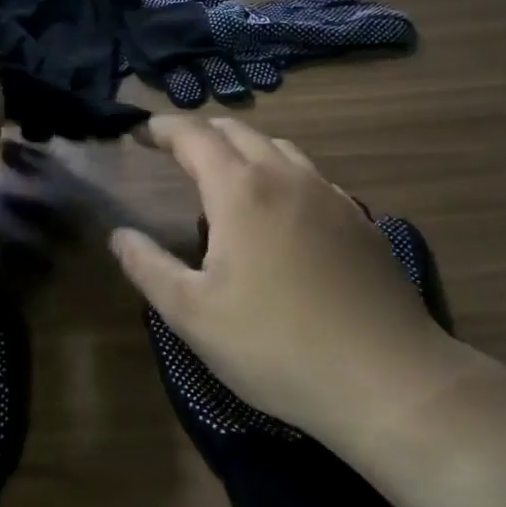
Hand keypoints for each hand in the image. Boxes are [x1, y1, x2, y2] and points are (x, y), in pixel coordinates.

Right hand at [108, 116, 468, 439]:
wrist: (386, 378)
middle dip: (202, 133)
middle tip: (176, 152)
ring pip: (281, 149)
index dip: (162, 128)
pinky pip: (312, 178)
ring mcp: (332, 197)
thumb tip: (119, 235)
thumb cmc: (275, 346)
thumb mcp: (193, 314)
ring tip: (226, 177)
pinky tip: (282, 212)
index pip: (194, 136)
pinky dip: (282, 175)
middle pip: (239, 132)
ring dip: (245, 150)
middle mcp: (288, 178)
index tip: (140, 132)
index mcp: (241, 191)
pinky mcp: (361, 222)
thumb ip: (148, 267)